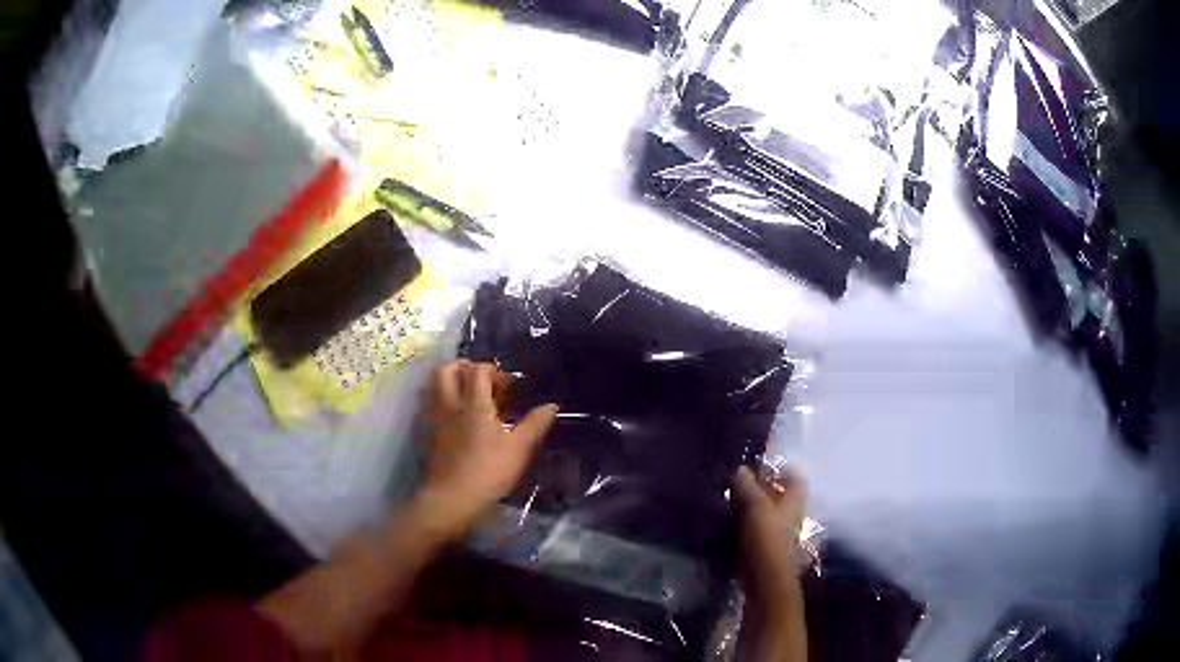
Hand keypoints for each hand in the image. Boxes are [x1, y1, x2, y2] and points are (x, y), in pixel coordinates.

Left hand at [415, 361, 557, 539]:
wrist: (451, 499)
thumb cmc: (489, 472)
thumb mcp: (519, 449)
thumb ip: (534, 424)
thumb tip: (552, 405)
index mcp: (474, 403)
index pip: (478, 370)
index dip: (493, 371)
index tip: (507, 387)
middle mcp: (450, 403)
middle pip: (447, 369)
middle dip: (464, 368)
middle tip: (481, 383)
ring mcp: (433, 418)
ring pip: (432, 385)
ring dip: (447, 382)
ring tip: (465, 396)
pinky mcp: (424, 433)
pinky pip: (427, 405)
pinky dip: (438, 402)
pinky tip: (452, 418)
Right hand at [732, 465, 808, 660]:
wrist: (765, 587)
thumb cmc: (767, 544)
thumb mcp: (756, 510)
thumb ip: (749, 489)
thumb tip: (740, 468)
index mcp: (794, 503)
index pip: (795, 478)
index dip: (780, 469)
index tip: (756, 464)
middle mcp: (789, 517)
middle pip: (779, 496)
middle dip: (760, 488)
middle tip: (733, 481)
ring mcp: (777, 535)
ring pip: (765, 513)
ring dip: (749, 507)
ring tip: (725, 500)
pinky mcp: (762, 551)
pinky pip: (752, 530)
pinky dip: (742, 524)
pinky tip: (724, 524)